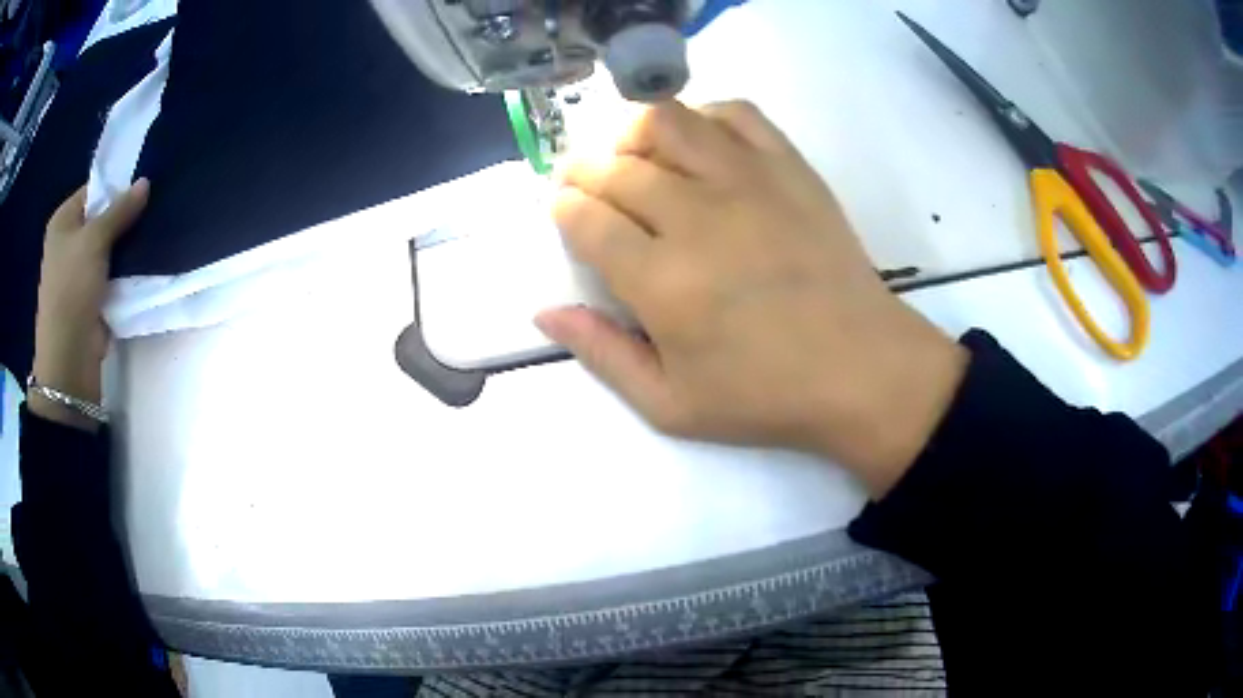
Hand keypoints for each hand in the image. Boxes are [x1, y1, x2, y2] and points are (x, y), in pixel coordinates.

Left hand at [31, 179, 148, 426]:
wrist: (69, 357)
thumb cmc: (72, 288)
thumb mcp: (95, 239)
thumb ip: (120, 210)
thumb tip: (145, 183)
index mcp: (63, 221)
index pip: (93, 190)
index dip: (116, 186)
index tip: (141, 189)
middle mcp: (68, 242)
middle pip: (101, 218)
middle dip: (124, 216)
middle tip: (151, 210)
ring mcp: (78, 271)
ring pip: (108, 247)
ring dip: (126, 244)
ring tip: (151, 233)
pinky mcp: (90, 295)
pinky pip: (110, 272)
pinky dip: (124, 269)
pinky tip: (142, 262)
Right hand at [536, 102, 965, 496]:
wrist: (861, 369)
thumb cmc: (766, 395)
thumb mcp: (670, 405)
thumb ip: (601, 355)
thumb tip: (544, 312)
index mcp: (661, 281)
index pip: (586, 218)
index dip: (563, 208)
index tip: (565, 212)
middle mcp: (697, 217)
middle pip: (617, 166)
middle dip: (585, 170)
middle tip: (586, 185)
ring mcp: (748, 182)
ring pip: (667, 122)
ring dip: (634, 132)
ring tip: (633, 155)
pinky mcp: (789, 168)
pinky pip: (735, 114)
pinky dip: (703, 115)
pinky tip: (698, 143)